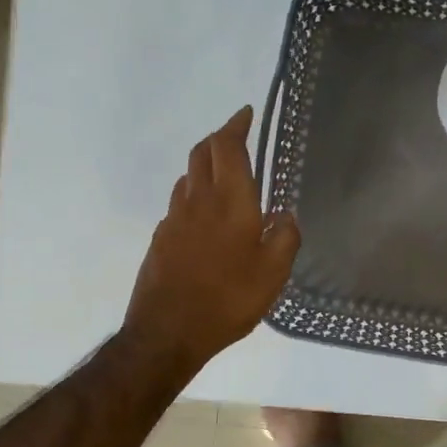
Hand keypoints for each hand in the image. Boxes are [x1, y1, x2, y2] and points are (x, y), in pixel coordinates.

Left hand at [123, 106, 300, 372]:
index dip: (236, 125)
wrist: (167, 333)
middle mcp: (198, 201)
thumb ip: (285, 237)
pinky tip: (206, 216)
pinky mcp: (161, 239)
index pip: (228, 147)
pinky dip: (195, 194)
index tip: (246, 113)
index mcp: (230, 202)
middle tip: (237, 137)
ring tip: (225, 175)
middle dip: (220, 138)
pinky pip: (180, 203)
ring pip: (188, 177)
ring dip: (205, 165)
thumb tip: (284, 215)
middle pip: (202, 153)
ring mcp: (174, 219)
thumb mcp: (274, 273)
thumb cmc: (228, 299)